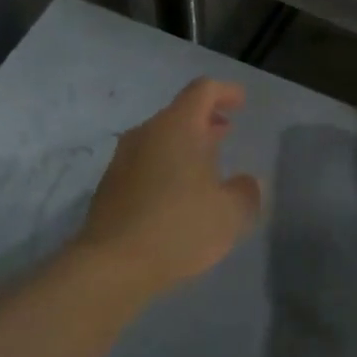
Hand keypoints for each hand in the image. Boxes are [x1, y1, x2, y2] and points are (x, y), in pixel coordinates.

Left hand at [74, 79, 262, 296]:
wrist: (112, 265)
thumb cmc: (178, 228)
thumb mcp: (230, 214)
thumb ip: (246, 192)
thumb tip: (246, 183)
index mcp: (177, 127)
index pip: (203, 91)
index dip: (225, 92)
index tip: (241, 102)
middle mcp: (147, 133)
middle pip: (179, 113)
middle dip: (205, 119)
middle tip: (226, 131)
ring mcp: (123, 158)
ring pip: (160, 138)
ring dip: (185, 144)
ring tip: (206, 164)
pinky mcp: (110, 185)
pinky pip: (145, 162)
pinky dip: (166, 165)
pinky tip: (178, 193)